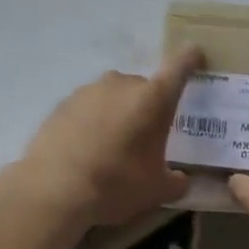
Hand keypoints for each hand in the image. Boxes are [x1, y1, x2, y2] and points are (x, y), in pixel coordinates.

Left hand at [14, 47, 204, 226]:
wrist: (53, 190)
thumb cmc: (116, 185)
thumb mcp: (157, 191)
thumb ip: (176, 182)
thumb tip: (181, 180)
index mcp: (153, 98)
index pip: (179, 65)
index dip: (190, 58)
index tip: (195, 57)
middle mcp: (121, 84)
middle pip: (143, 87)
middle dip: (148, 106)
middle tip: (147, 136)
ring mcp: (88, 91)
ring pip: (113, 96)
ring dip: (119, 113)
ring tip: (114, 146)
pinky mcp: (62, 104)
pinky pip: (88, 108)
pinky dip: (93, 122)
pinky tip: (87, 149)